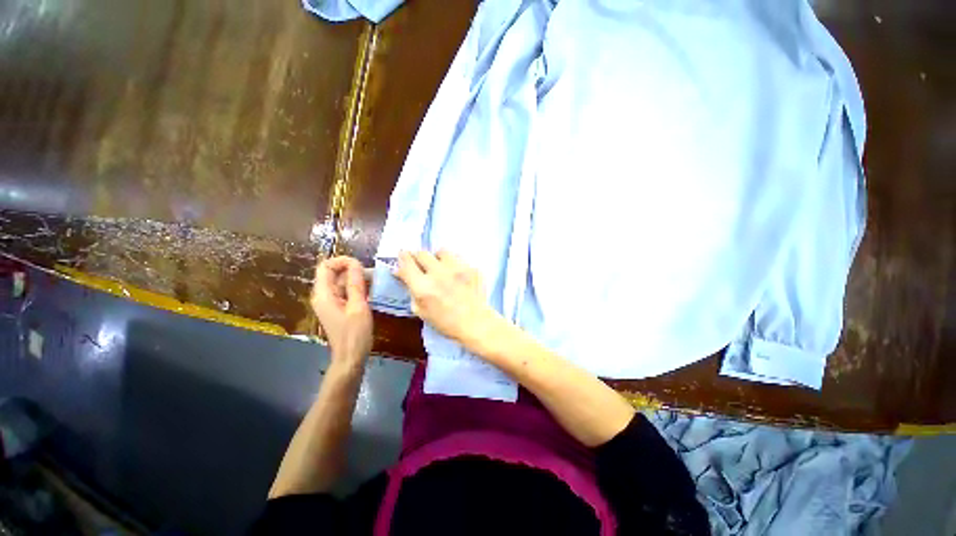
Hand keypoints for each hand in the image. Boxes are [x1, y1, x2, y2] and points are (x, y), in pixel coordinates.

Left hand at [310, 256, 372, 365]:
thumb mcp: (358, 306)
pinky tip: (371, 293)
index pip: (325, 266)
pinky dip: (357, 289)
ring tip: (376, 283)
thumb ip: (355, 284)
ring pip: (342, 282)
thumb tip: (355, 263)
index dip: (342, 261)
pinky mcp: (338, 308)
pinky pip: (346, 292)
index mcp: (324, 294)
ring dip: (357, 280)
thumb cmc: (355, 334)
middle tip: (373, 275)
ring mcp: (330, 302)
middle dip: (353, 270)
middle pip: (334, 274)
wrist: (351, 357)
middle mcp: (323, 296)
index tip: (360, 264)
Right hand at [395, 250, 505, 352]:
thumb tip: (401, 272)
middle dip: (418, 257)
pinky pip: (458, 258)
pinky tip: (456, 274)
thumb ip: (410, 289)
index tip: (403, 255)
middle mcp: (439, 274)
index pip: (407, 263)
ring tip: (440, 267)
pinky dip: (453, 263)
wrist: (475, 323)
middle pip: (422, 253)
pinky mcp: (471, 267)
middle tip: (420, 263)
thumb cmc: (445, 322)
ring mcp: (457, 269)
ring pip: (441, 251)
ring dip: (437, 258)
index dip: (402, 257)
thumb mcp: (420, 310)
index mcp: (423, 287)